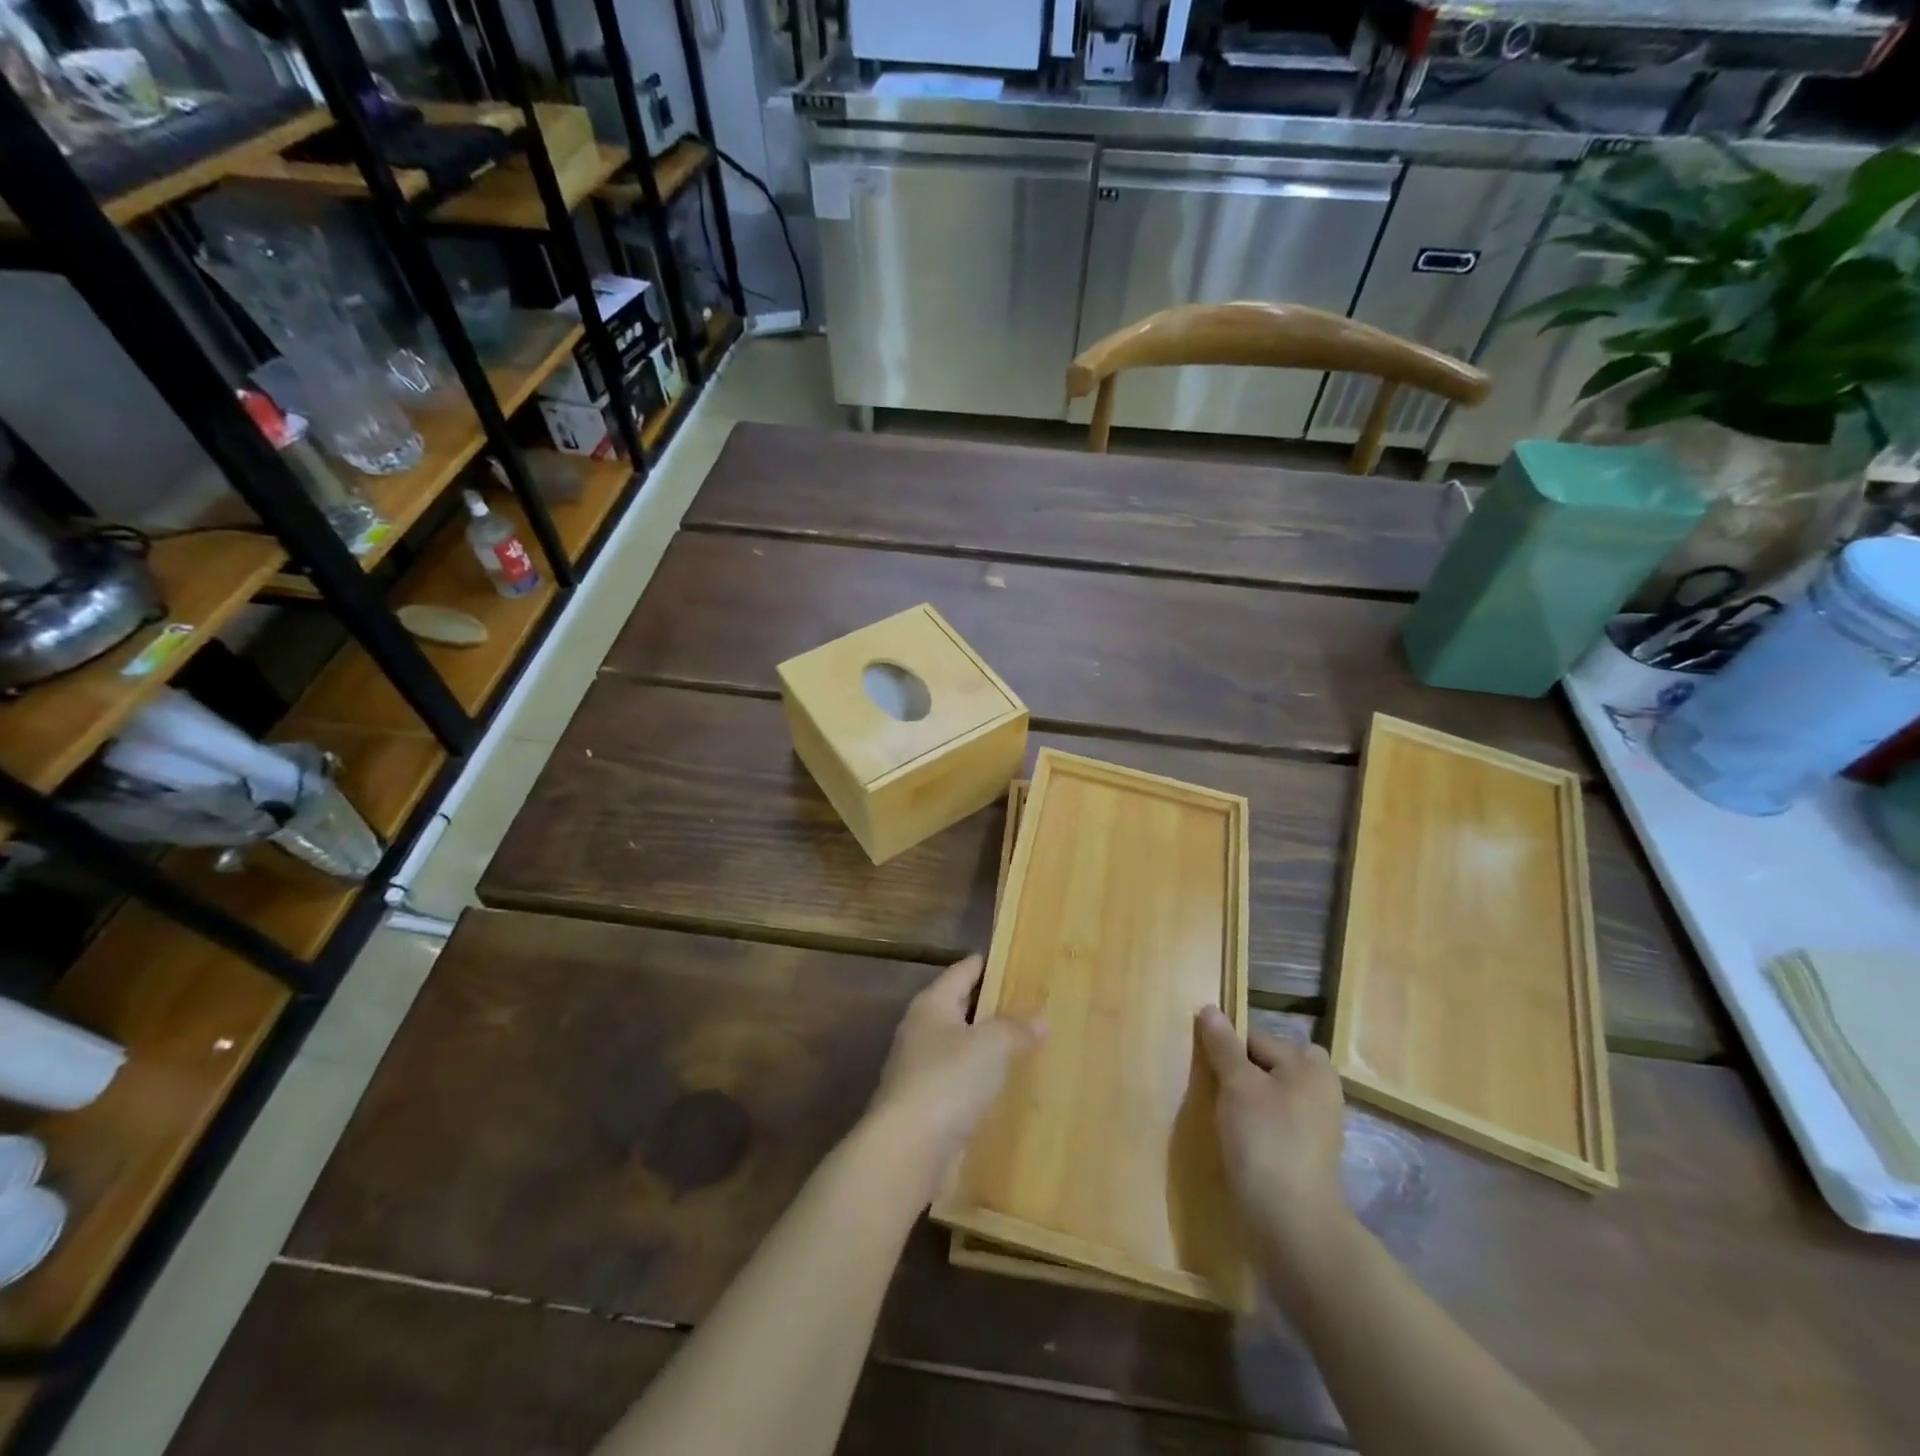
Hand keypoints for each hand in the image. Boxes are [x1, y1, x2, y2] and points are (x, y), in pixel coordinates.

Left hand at [867, 956, 1043, 1184]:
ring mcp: (919, 1069)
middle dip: (990, 1006)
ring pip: (960, 1047)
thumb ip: (1016, 1028)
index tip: (1012, 960)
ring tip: (1023, 1044)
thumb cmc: (948, 1080)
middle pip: (959, 1008)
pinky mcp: (925, 1106)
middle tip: (1028, 1003)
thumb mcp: (991, 1045)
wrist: (907, 1149)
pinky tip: (1002, 1086)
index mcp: (932, 1004)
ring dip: (985, 1046)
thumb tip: (1040, 1019)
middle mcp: (921, 1030)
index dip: (986, 964)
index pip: (962, 971)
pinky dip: (979, 1080)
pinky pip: (959, 1081)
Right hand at [1197, 1006, 1352, 1264]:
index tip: (1208, 1072)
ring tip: (1224, 1119)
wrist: (1292, 1223)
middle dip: (1241, 1073)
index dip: (1228, 1051)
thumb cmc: (1265, 1140)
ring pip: (1270, 1095)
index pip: (1256, 1038)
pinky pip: (1276, 1123)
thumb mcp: (1237, 1084)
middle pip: (1267, 1065)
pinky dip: (1258, 1127)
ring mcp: (1317, 1124)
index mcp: (1310, 1065)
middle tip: (1217, 1093)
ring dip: (1246, 1102)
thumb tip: (1210, 1008)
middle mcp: (1321, 1089)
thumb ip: (1223, 1046)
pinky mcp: (1308, 1154)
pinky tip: (1240, 1143)